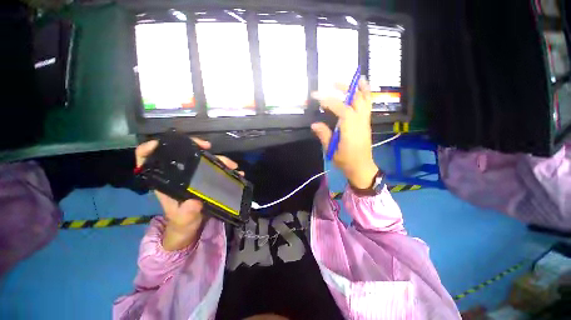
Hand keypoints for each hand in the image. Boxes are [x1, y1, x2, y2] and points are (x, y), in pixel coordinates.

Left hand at [135, 137, 241, 250]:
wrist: (192, 228)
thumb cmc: (182, 224)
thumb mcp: (182, 221)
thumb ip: (186, 214)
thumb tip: (194, 202)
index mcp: (165, 183)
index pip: (148, 161)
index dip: (150, 149)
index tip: (163, 143)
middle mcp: (178, 176)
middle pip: (182, 155)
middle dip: (195, 147)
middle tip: (209, 147)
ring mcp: (193, 176)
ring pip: (203, 160)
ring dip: (218, 159)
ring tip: (232, 165)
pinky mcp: (205, 179)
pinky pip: (215, 169)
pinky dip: (226, 168)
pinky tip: (236, 172)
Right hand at [311, 78, 378, 188]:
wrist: (361, 167)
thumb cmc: (346, 161)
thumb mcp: (331, 151)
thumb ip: (324, 135)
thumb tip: (314, 124)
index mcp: (351, 130)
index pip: (342, 109)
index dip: (330, 101)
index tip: (318, 97)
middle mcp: (360, 122)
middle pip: (356, 100)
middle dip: (345, 88)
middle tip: (332, 83)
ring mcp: (365, 121)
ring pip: (365, 100)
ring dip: (358, 88)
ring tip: (353, 78)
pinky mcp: (366, 123)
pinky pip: (368, 105)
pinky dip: (366, 94)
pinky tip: (362, 88)